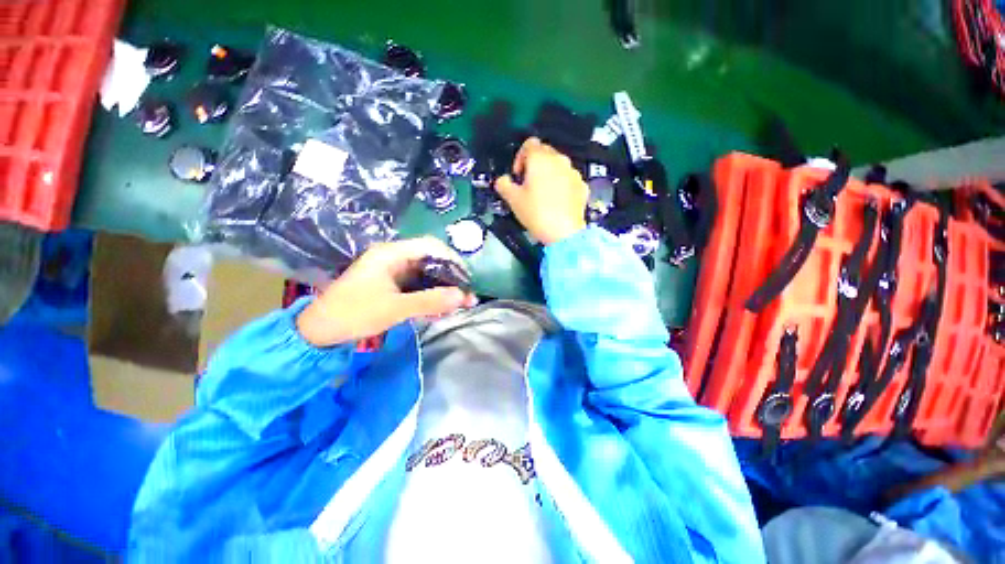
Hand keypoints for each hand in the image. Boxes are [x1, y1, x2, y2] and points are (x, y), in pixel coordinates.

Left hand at [296, 237, 476, 346]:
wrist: (320, 330)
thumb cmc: (354, 313)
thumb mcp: (395, 308)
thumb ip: (430, 300)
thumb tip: (463, 295)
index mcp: (392, 253)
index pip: (431, 246)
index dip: (452, 259)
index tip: (467, 278)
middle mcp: (394, 257)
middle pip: (431, 259)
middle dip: (451, 277)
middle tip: (466, 295)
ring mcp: (393, 270)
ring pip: (427, 273)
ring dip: (443, 287)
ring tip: (458, 303)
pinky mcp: (392, 283)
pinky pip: (418, 284)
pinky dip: (431, 294)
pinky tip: (440, 307)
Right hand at [494, 138, 587, 244]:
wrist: (564, 232)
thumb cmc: (536, 213)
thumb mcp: (513, 200)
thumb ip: (503, 184)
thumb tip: (503, 180)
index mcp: (540, 159)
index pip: (529, 144)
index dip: (520, 157)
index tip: (518, 175)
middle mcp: (559, 160)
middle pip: (545, 153)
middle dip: (534, 165)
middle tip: (528, 185)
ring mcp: (573, 172)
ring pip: (558, 166)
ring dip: (549, 175)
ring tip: (543, 195)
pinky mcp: (582, 185)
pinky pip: (569, 180)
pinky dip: (562, 185)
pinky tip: (557, 202)